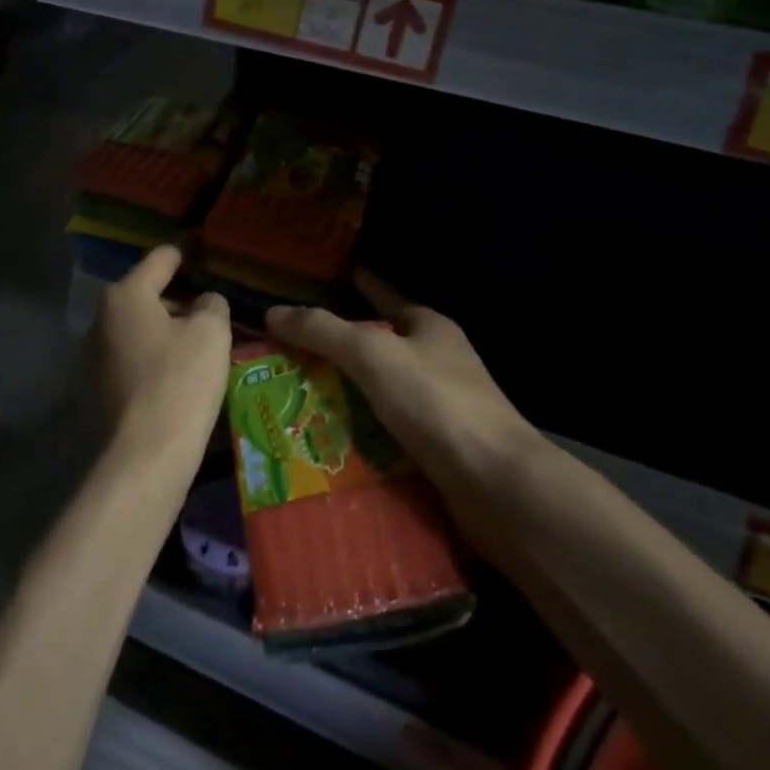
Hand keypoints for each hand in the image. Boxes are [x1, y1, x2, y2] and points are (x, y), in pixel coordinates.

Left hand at [92, 245, 231, 458]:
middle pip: (148, 296)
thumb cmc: (180, 381)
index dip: (187, 254)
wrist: (144, 457)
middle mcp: (101, 318)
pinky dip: (155, 360)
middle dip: (180, 301)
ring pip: (141, 330)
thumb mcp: (212, 332)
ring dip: (168, 333)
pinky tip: (180, 378)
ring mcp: (94, 356)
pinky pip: (134, 360)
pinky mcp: (97, 389)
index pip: (161, 259)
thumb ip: (212, 305)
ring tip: (202, 348)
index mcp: (125, 295)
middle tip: (214, 314)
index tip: (205, 252)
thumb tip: (204, 303)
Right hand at [265, 268, 524, 481]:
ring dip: (340, 398)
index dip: (349, 286)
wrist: (497, 485)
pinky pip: (384, 434)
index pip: (380, 295)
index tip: (311, 284)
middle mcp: (436, 361)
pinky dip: (356, 437)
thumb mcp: (372, 354)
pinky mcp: (437, 449)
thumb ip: (322, 331)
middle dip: (332, 352)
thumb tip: (273, 312)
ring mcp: (439, 407)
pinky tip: (323, 445)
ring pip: (377, 394)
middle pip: (374, 348)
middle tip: (281, 355)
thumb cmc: (436, 401)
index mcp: (428, 326)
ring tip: (289, 402)